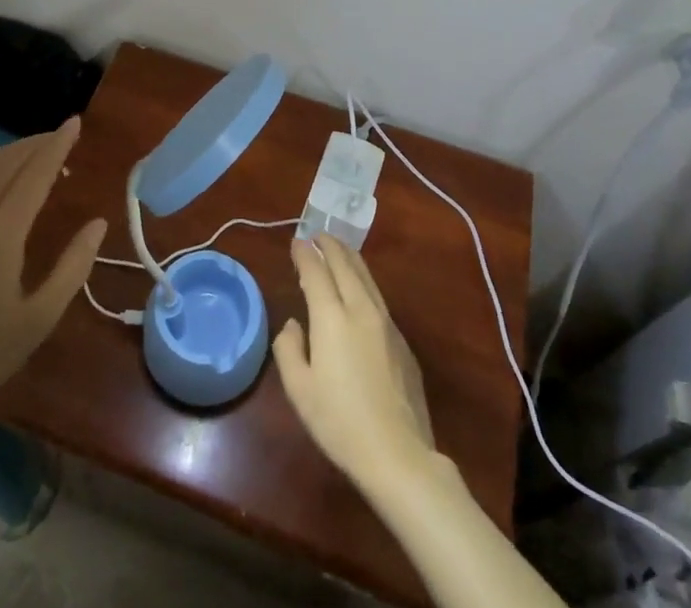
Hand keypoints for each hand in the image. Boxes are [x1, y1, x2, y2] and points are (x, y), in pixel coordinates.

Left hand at [0, 117, 106, 427]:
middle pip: (3, 163)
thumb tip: (97, 224)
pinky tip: (2, 189)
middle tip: (60, 136)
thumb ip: (73, 267)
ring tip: (36, 155)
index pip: (33, 175)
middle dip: (34, 144)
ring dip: (10, 155)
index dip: (56, 145)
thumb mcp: (39, 319)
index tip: (74, 122)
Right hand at [273, 234, 437, 495]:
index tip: (297, 242)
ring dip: (350, 258)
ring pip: (366, 276)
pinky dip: (364, 281)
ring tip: (339, 250)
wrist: (398, 454)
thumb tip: (294, 325)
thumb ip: (289, 349)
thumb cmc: (340, 422)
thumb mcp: (299, 390)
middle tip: (318, 235)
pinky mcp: (402, 341)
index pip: (315, 271)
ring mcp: (386, 323)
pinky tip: (360, 291)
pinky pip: (379, 297)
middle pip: (345, 264)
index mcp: (332, 317)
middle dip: (330, 245)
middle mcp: (360, 309)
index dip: (304, 254)